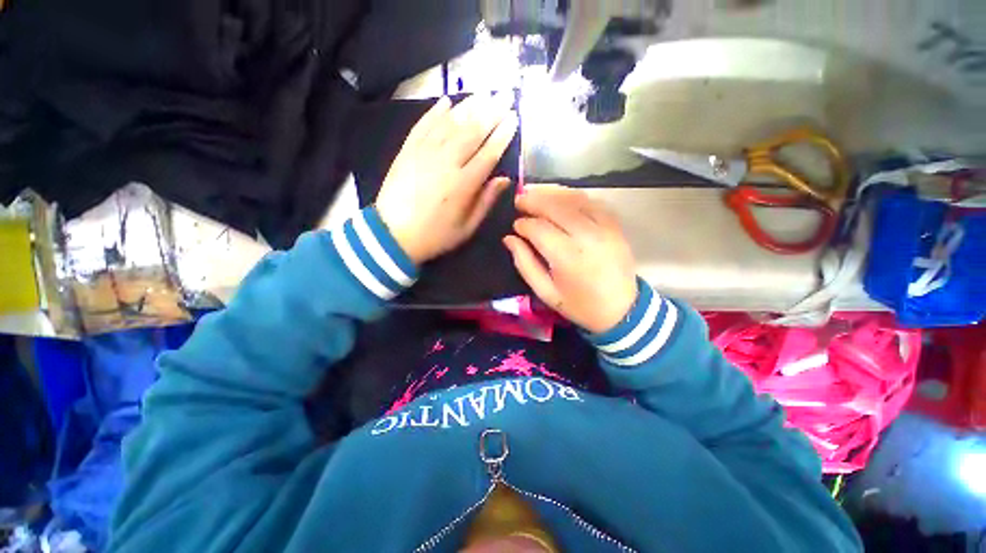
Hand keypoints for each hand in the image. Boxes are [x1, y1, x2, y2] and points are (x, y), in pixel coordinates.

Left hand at [375, 94, 518, 264]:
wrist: (392, 235)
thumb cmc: (435, 235)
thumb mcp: (466, 228)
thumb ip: (486, 201)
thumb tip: (505, 179)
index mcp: (463, 185)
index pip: (488, 153)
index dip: (503, 134)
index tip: (514, 118)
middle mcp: (446, 163)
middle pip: (472, 132)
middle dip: (491, 112)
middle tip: (505, 96)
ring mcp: (424, 153)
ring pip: (450, 124)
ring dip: (468, 106)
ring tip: (483, 94)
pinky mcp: (407, 151)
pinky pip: (423, 125)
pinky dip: (435, 112)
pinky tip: (447, 101)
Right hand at [503, 185, 637, 333]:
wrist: (622, 310)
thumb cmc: (580, 305)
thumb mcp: (545, 292)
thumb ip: (525, 263)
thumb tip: (509, 238)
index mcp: (568, 257)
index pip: (539, 228)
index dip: (523, 224)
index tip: (515, 226)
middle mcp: (587, 236)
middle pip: (555, 207)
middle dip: (533, 200)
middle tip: (518, 200)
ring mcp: (605, 227)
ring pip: (574, 199)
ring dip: (551, 193)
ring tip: (534, 193)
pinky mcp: (615, 225)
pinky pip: (591, 201)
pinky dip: (573, 196)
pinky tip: (560, 198)